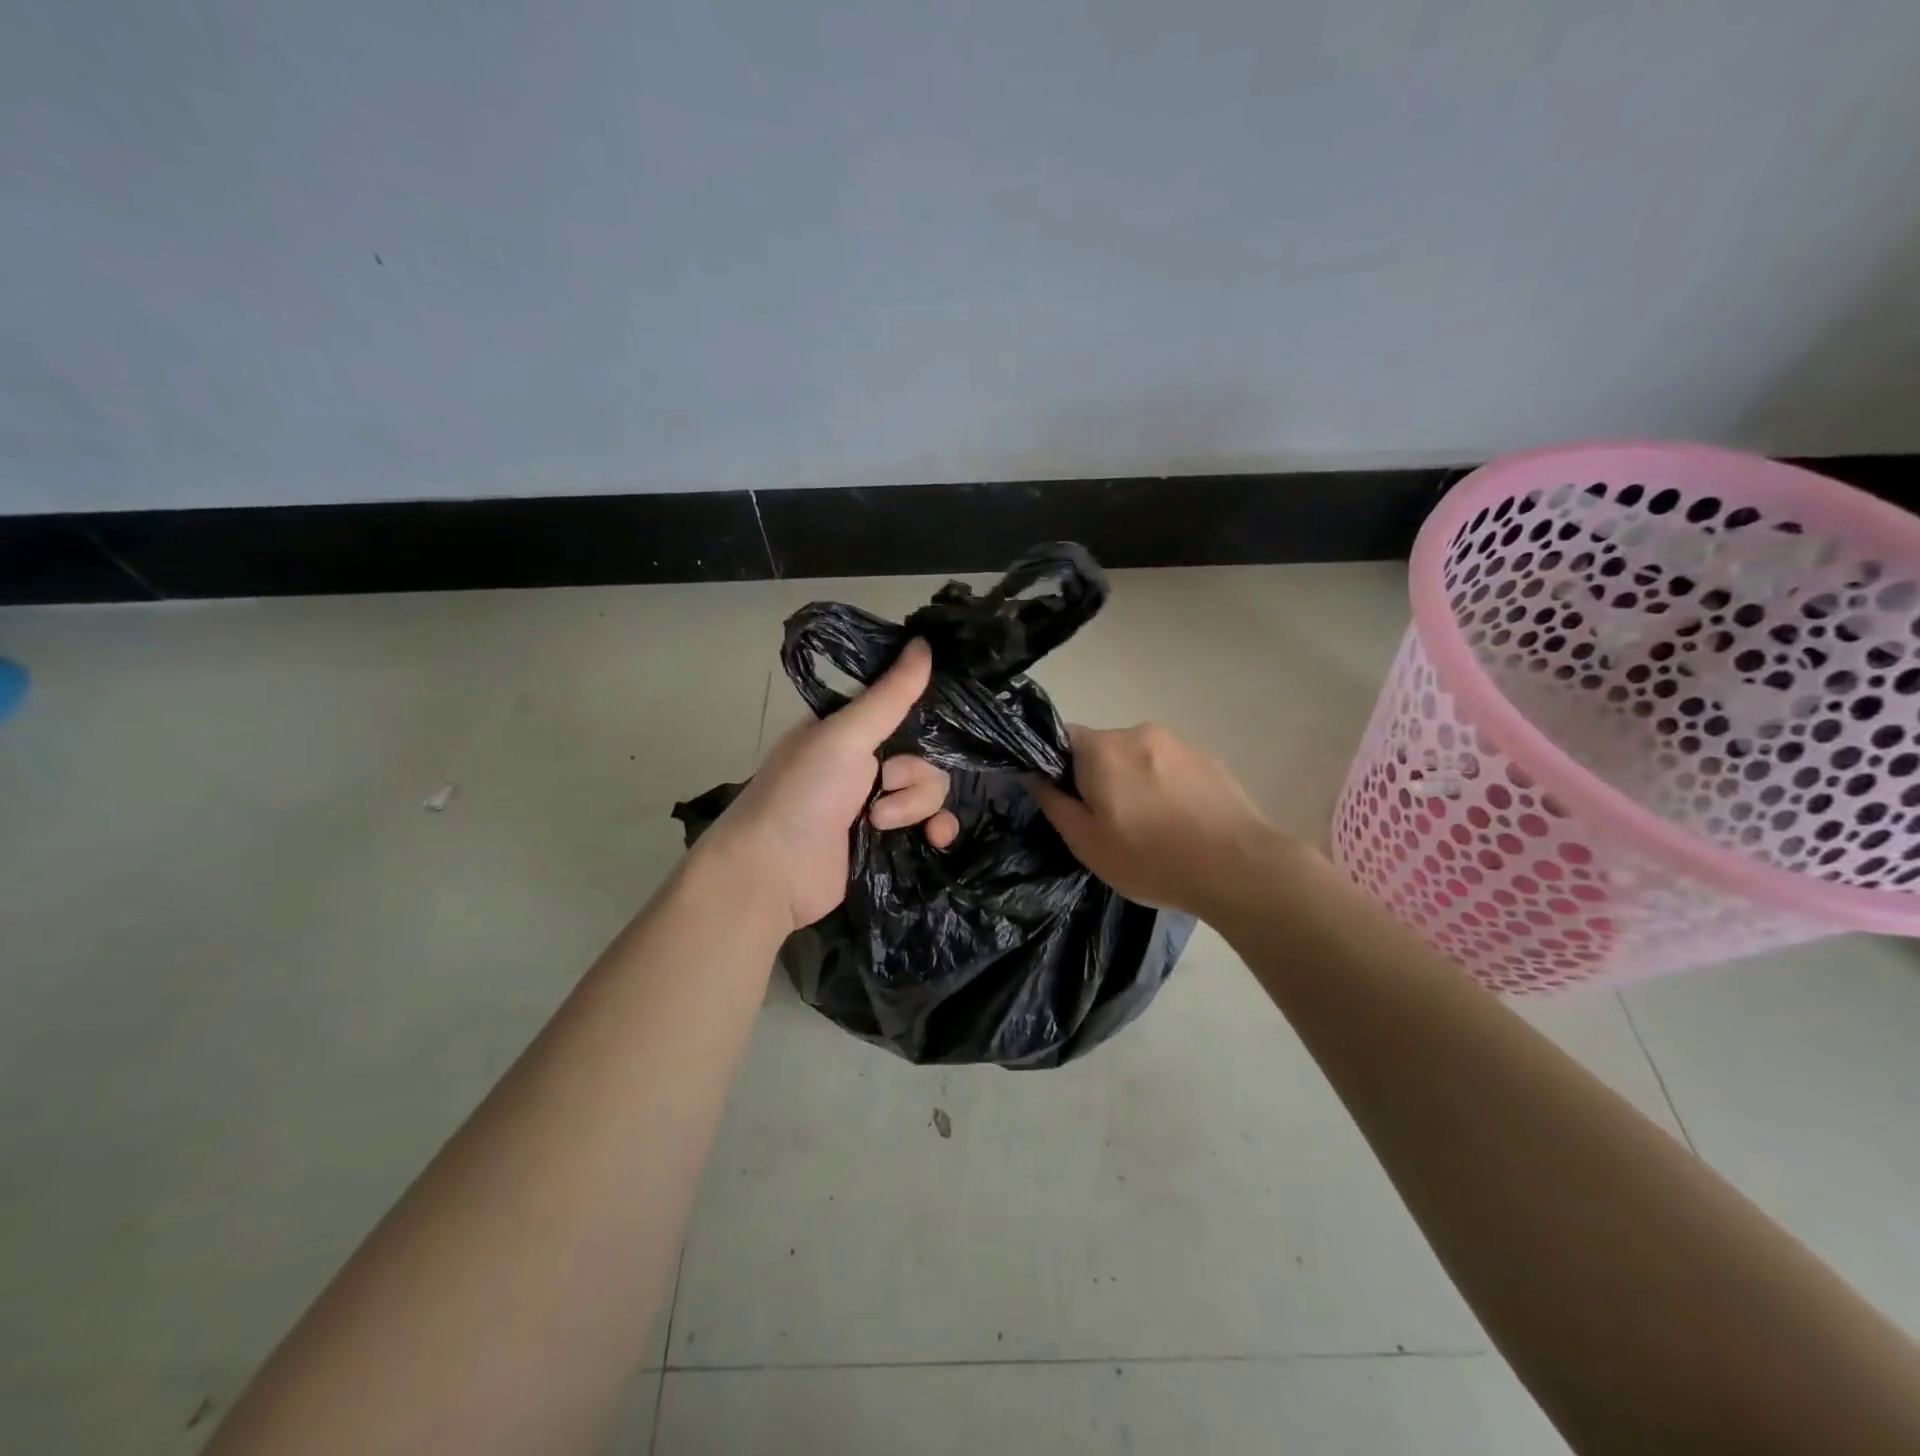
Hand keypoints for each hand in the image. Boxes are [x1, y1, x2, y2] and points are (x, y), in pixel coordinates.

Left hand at [700, 639, 957, 932]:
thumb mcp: (845, 735)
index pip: (905, 711)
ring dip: (915, 805)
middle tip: (884, 784)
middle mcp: (866, 763)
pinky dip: (936, 830)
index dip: (924, 719)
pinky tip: (935, 838)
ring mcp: (877, 804)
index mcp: (851, 730)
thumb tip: (923, 641)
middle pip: (926, 755)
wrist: (775, 870)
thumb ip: (890, 694)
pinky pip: (930, 826)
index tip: (937, 726)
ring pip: (930, 791)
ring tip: (879, 822)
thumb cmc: (803, 791)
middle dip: (915, 774)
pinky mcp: (886, 841)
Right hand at [1030, 723, 1288, 919]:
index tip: (1069, 801)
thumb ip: (1054, 804)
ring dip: (1136, 782)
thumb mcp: (1086, 843)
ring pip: (1140, 758)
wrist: (1237, 867)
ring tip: (1151, 827)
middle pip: (1103, 748)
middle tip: (1109, 822)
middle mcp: (1139, 733)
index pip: (1062, 737)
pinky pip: (1171, 767)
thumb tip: (1037, 777)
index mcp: (1102, 748)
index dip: (1057, 767)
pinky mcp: (1210, 759)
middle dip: (1100, 777)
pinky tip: (1180, 823)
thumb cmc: (1150, 858)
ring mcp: (1179, 743)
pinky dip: (1166, 787)